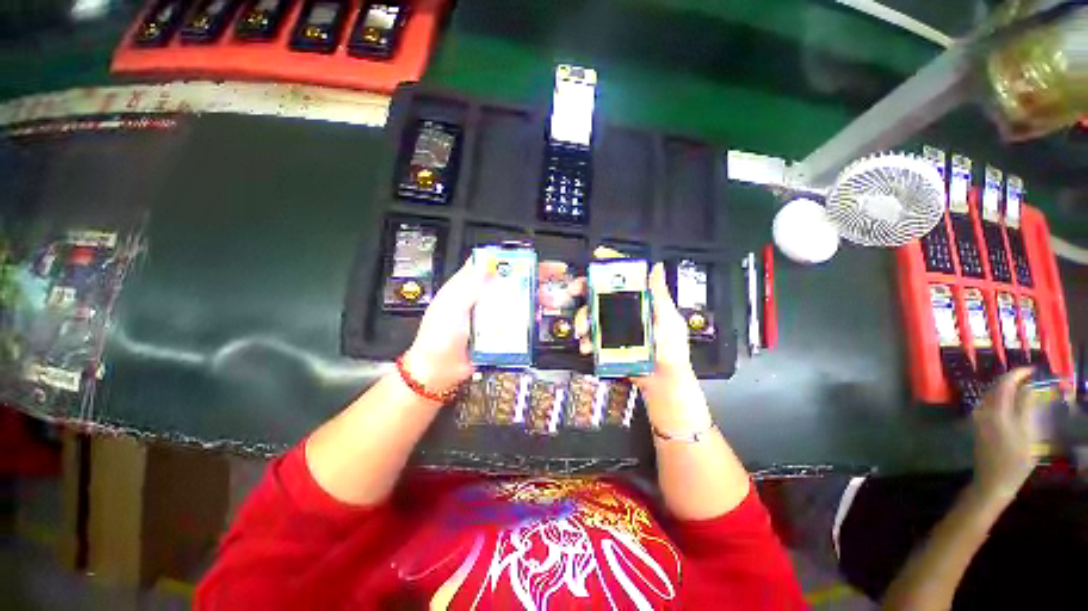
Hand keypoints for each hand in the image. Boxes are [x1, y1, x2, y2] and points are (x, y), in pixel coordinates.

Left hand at [403, 258, 581, 394]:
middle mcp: (484, 297)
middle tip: (552, 278)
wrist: (439, 371)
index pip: (494, 264)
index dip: (513, 259)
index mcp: (468, 286)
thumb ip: (468, 286)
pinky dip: (531, 318)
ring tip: (550, 301)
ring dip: (536, 298)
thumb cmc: (438, 337)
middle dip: (533, 278)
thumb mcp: (450, 307)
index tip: (531, 259)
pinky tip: (539, 318)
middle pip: (512, 281)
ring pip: (519, 301)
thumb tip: (487, 264)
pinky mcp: (500, 332)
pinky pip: (519, 322)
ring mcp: (493, 315)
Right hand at [574, 260, 705, 430]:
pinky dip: (586, 339)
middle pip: (602, 292)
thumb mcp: (669, 320)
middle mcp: (626, 310)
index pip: (626, 277)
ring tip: (583, 330)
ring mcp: (615, 326)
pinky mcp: (608, 342)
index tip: (598, 256)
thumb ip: (660, 296)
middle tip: (574, 290)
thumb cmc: (671, 351)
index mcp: (642, 301)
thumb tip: (657, 268)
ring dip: (583, 318)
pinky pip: (592, 335)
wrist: (662, 382)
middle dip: (585, 288)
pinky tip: (587, 345)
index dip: (612, 264)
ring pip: (592, 313)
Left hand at [971, 368, 1037, 501]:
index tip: (1031, 370)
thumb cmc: (1014, 461)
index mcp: (996, 412)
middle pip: (995, 388)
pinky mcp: (978, 427)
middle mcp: (983, 412)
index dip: (1017, 374)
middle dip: (1011, 380)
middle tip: (1029, 378)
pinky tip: (1011, 403)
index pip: (1004, 384)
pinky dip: (1000, 399)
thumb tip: (1027, 387)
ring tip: (1023, 388)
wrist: (992, 482)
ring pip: (990, 396)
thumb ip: (1025, 408)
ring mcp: (978, 419)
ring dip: (1005, 389)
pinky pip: (988, 406)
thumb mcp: (1027, 434)